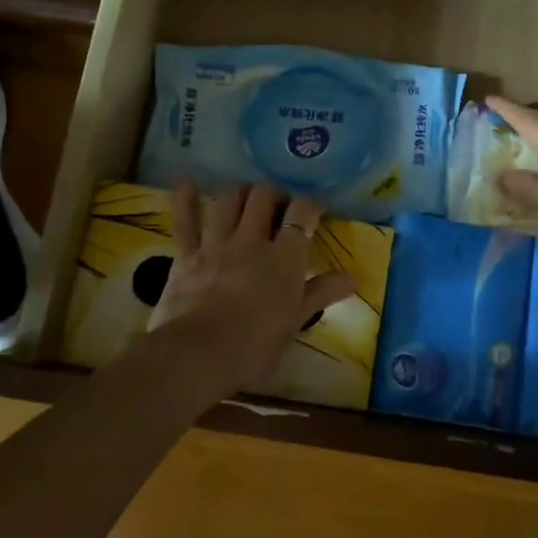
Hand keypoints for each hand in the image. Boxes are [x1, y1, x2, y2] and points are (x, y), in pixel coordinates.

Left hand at [149, 182, 356, 392]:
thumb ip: (321, 294)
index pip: (302, 214)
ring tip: (248, 198)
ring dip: (241, 192)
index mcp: (284, 258)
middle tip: (280, 205)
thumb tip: (352, 278)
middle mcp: (252, 240)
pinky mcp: (186, 255)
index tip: (314, 210)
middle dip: (275, 193)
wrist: (199, 355)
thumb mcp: (295, 322)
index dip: (310, 205)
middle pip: (264, 197)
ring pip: (230, 200)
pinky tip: (187, 183)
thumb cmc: (255, 346)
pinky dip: (185, 199)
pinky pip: (185, 220)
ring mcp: (217, 244)